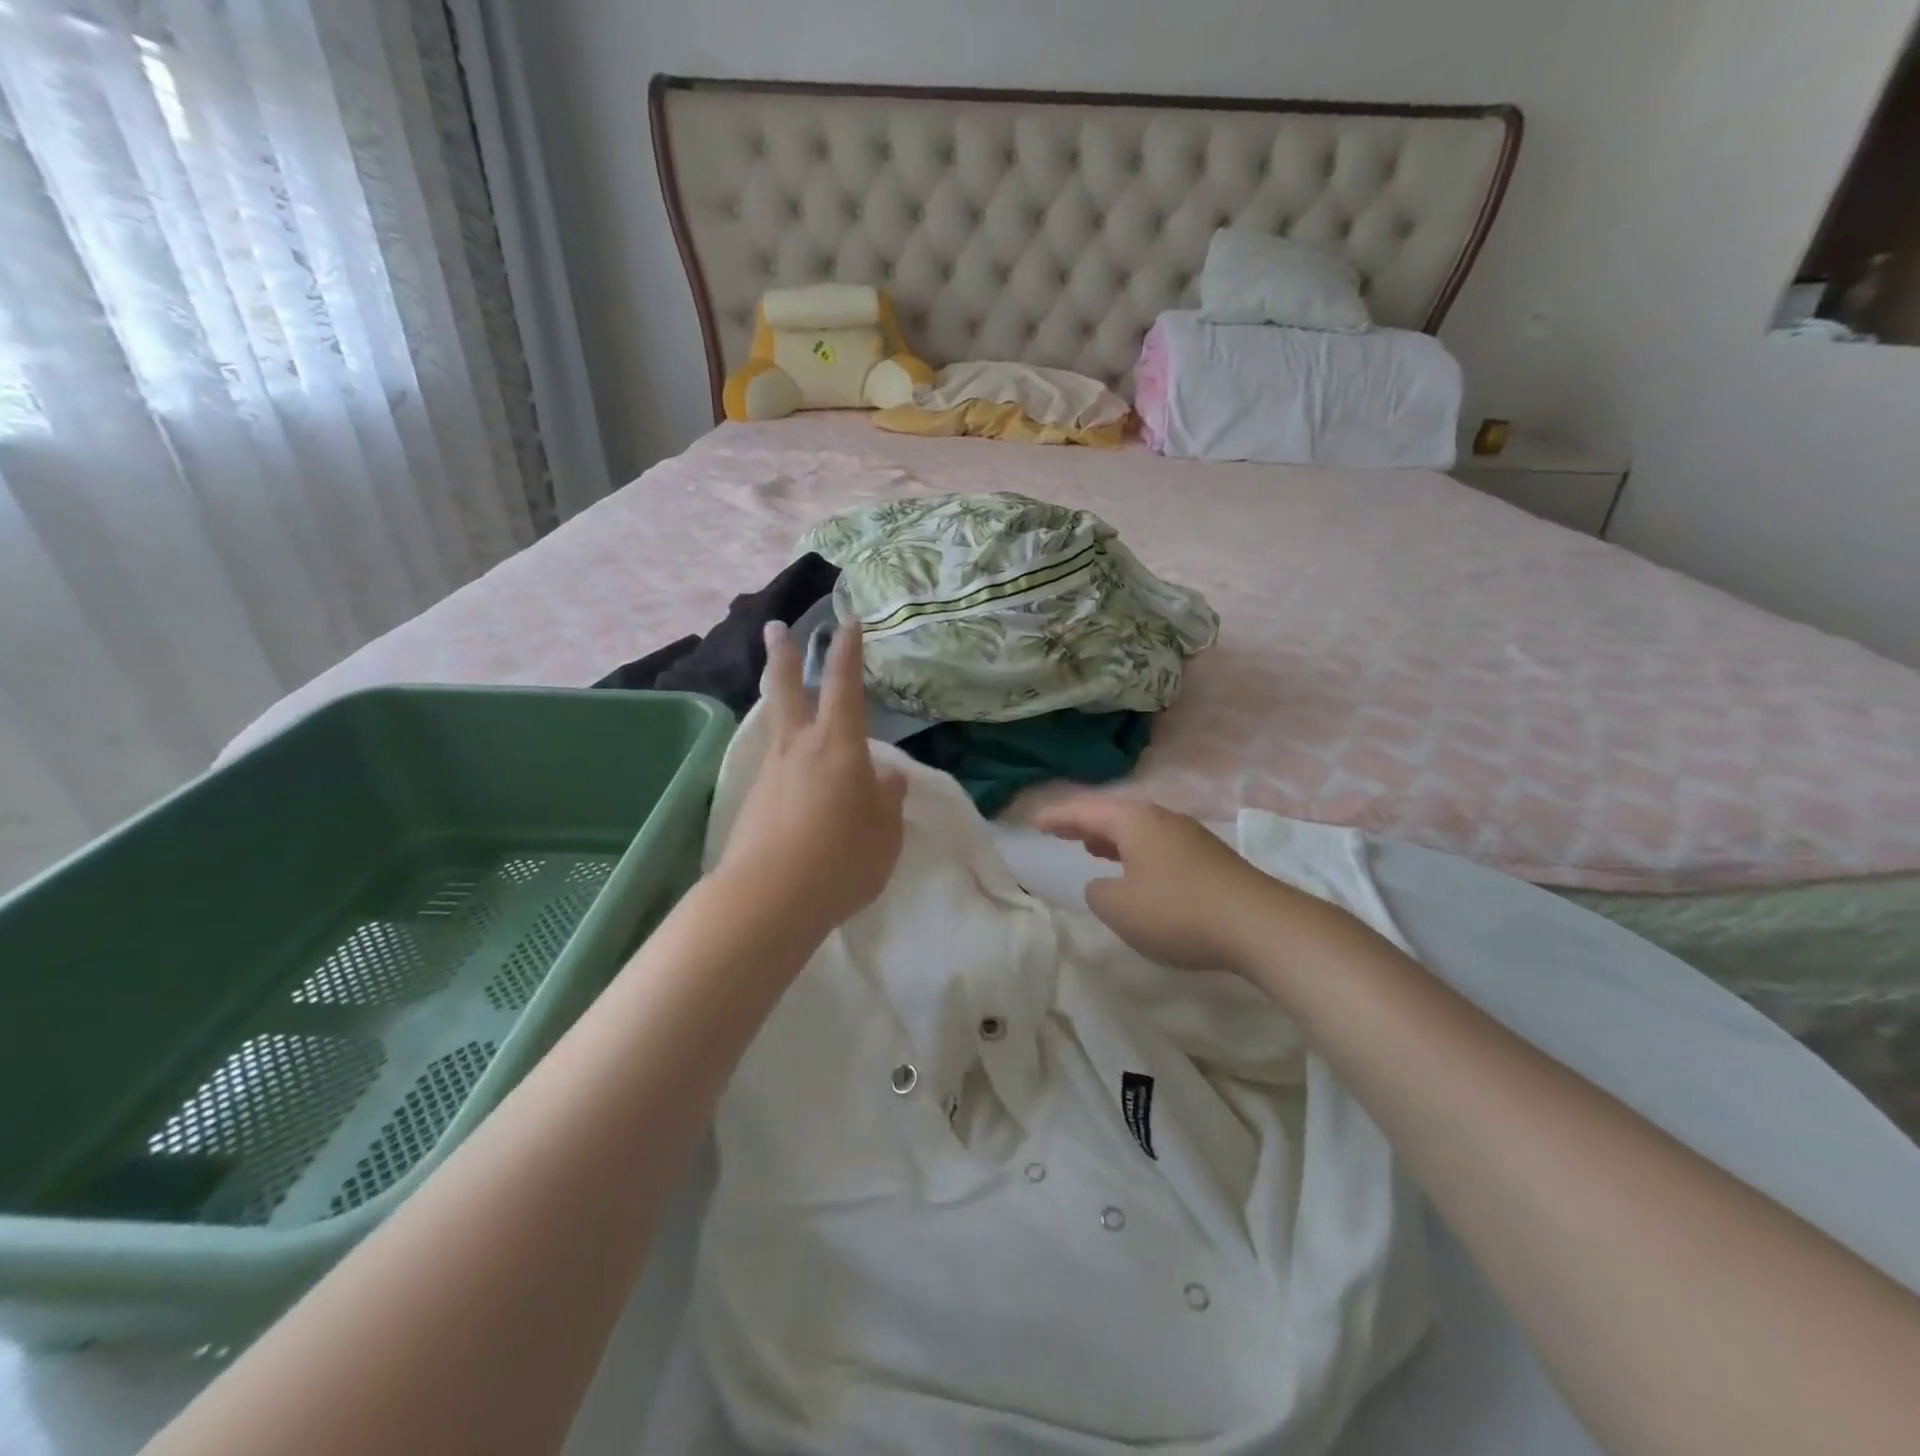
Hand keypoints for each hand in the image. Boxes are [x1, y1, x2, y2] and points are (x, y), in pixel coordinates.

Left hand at [717, 620, 906, 935]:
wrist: (769, 899)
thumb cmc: (842, 859)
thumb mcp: (885, 834)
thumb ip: (888, 801)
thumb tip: (887, 777)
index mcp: (838, 745)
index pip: (845, 685)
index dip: (848, 651)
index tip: (848, 623)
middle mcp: (799, 748)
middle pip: (786, 689)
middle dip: (783, 655)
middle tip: (774, 627)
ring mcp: (770, 773)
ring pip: (776, 726)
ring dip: (779, 703)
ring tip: (789, 702)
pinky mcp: (753, 801)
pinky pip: (774, 767)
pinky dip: (785, 759)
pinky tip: (796, 780)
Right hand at [1034, 794, 1281, 972]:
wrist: (1259, 924)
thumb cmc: (1178, 911)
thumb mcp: (1120, 908)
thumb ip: (1098, 893)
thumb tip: (1104, 884)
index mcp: (1134, 822)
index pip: (1086, 811)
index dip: (1058, 816)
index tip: (1035, 822)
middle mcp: (1161, 819)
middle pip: (1113, 814)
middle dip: (1083, 823)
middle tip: (1058, 830)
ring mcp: (1189, 836)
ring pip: (1138, 829)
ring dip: (1111, 837)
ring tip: (1091, 846)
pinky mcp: (1208, 858)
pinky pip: (1157, 845)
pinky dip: (1134, 851)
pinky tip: (1136, 870)